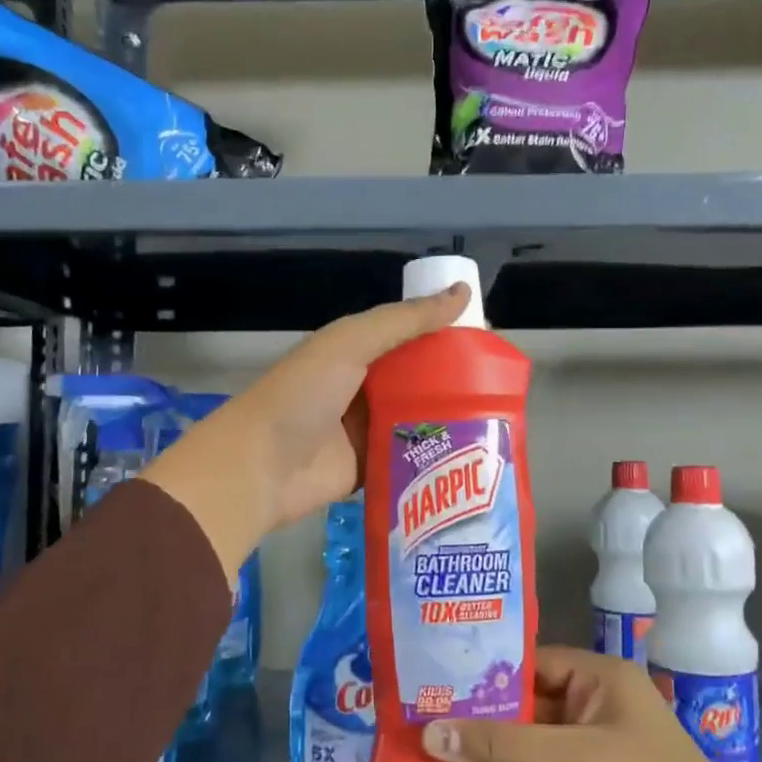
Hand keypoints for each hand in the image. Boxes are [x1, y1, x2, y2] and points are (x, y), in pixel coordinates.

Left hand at [140, 283, 469, 572]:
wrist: (260, 467)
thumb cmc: (303, 395)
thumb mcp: (351, 343)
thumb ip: (404, 321)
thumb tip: (462, 292)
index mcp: (355, 352)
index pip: (408, 337)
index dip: (444, 335)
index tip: (487, 341)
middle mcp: (362, 388)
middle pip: (417, 380)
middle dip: (453, 381)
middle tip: (501, 387)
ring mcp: (365, 431)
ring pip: (416, 420)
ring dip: (447, 420)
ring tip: (497, 421)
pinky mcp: (369, 469)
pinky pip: (407, 458)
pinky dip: (431, 456)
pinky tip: (469, 456)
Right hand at [421, 647, 761, 761]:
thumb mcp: (576, 760)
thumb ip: (504, 746)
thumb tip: (431, 734)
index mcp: (597, 680)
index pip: (529, 664)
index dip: (482, 675)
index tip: (431, 685)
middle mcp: (590, 713)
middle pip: (521, 715)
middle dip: (475, 730)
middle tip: (419, 734)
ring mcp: (587, 761)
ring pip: (524, 759)